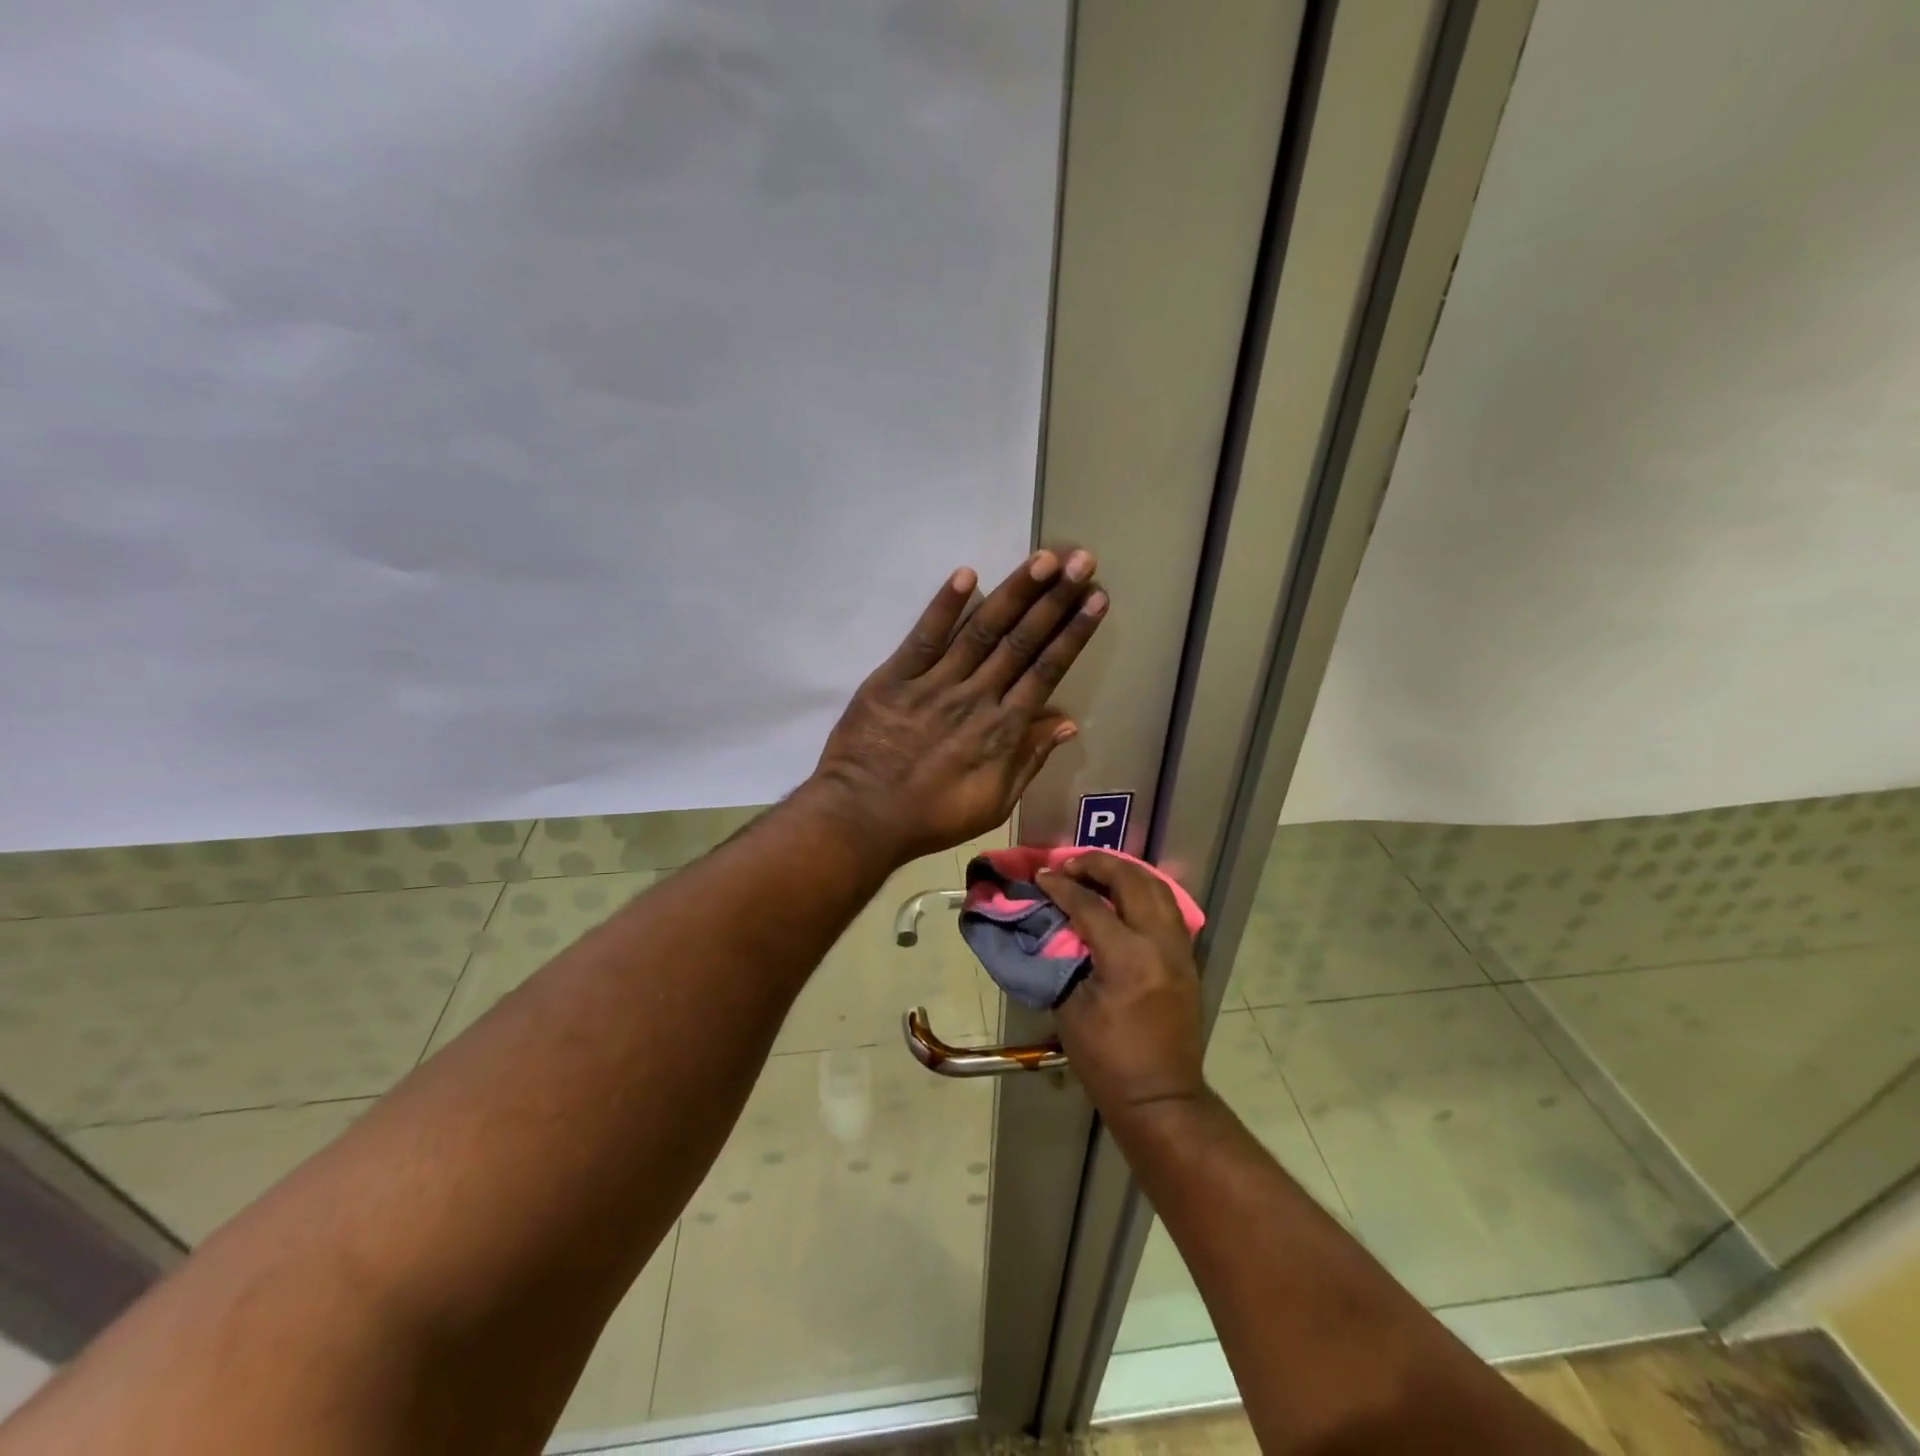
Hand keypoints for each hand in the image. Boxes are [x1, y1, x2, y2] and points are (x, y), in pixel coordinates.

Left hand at [811, 549, 1106, 861]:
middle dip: (1054, 599)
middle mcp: (976, 696)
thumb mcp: (994, 803)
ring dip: (1014, 593)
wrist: (863, 817)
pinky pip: (924, 637)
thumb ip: (1029, 760)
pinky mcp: (894, 677)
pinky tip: (966, 574)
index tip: (1096, 598)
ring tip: (1043, 559)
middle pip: (1021, 641)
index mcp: (1002, 729)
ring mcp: (935, 683)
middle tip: (1081, 560)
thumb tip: (1066, 723)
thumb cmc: (932, 817)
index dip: (1073, 633)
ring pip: (981, 630)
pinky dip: (944, 606)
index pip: (1046, 670)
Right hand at [1038, 853, 1205, 1121]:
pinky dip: (1143, 890)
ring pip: (1157, 887)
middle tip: (1068, 865)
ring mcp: (1180, 949)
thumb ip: (1061, 957)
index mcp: (1127, 958)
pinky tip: (1122, 894)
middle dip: (1097, 864)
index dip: (1060, 886)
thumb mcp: (1070, 1008)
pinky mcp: (1187, 958)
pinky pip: (1168, 907)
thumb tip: (1050, 923)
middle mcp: (1160, 943)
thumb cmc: (1106, 1060)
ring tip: (1095, 871)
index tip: (1040, 877)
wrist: (1160, 1097)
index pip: (1089, 904)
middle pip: (1131, 881)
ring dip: (1124, 872)